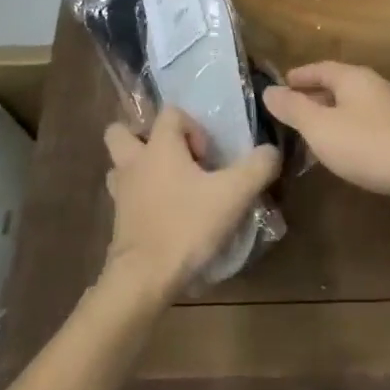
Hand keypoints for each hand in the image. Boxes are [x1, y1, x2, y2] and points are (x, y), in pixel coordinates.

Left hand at [102, 108, 280, 297]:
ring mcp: (121, 192)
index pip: (170, 113)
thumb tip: (271, 150)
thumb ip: (258, 166)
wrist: (145, 276)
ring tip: (169, 185)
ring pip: (120, 165)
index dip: (193, 127)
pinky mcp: (118, 220)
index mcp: (159, 146)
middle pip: (122, 131)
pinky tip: (165, 214)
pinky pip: (125, 196)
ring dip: (140, 168)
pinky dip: (141, 199)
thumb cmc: (187, 225)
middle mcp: (134, 162)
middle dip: (145, 137)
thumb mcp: (235, 194)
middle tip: (175, 158)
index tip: (209, 156)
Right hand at [262, 62, 389, 219]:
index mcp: (354, 78)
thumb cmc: (369, 145)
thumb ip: (294, 109)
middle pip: (337, 86)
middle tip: (288, 114)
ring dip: (329, 117)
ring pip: (351, 108)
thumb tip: (269, 90)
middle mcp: (375, 87)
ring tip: (308, 136)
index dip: (298, 76)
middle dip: (312, 98)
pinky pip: (365, 126)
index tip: (279, 85)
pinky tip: (340, 153)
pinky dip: (346, 133)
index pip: (320, 68)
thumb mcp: (321, 127)